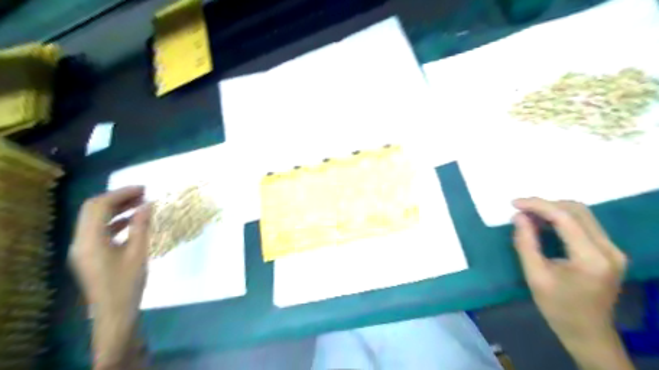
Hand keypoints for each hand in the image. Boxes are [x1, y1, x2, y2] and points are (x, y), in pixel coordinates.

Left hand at [69, 186, 150, 367]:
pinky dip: (114, 222)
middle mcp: (80, 241)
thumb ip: (141, 226)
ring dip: (116, 209)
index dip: (120, 193)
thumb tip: (147, 204)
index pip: (99, 206)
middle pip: (92, 210)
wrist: (114, 313)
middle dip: (117, 198)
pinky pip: (98, 231)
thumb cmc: (128, 283)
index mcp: (90, 240)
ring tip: (140, 205)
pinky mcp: (89, 255)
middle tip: (142, 194)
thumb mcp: (138, 252)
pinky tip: (132, 222)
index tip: (144, 189)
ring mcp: (82, 249)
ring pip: (95, 220)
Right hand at [508, 199, 631, 369]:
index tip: (514, 203)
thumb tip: (518, 217)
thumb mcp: (535, 276)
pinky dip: (562, 219)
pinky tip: (544, 224)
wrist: (588, 333)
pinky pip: (585, 224)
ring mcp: (613, 250)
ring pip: (582, 214)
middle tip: (519, 208)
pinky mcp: (609, 251)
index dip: (538, 205)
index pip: (565, 218)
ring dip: (553, 210)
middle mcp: (609, 249)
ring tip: (528, 215)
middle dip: (545, 204)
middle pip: (577, 210)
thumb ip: (526, 243)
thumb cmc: (558, 308)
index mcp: (591, 258)